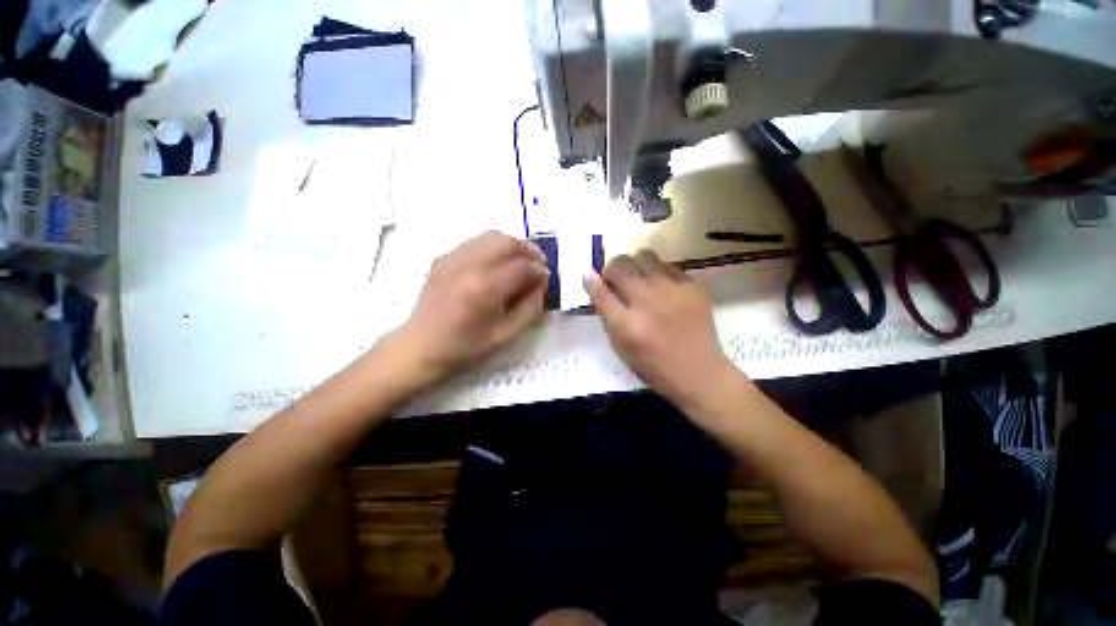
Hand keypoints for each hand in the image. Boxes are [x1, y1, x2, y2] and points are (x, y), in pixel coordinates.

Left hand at [396, 231, 549, 379]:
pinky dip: (494, 246)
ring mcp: (452, 258)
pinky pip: (476, 241)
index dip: (539, 270)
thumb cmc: (463, 347)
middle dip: (529, 250)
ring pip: (491, 235)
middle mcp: (467, 266)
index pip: (521, 267)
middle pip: (507, 242)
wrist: (419, 347)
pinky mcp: (443, 257)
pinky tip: (498, 261)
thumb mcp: (505, 336)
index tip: (546, 277)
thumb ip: (530, 308)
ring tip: (522, 259)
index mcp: (483, 289)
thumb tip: (541, 284)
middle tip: (539, 262)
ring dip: (513, 244)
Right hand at [583, 250, 734, 405]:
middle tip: (614, 278)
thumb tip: (596, 286)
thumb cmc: (653, 366)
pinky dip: (657, 272)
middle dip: (612, 268)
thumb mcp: (620, 347)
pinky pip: (668, 265)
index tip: (588, 274)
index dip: (591, 281)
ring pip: (645, 256)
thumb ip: (607, 316)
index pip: (601, 293)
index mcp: (627, 325)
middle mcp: (648, 303)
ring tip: (638, 277)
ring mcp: (673, 292)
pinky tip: (660, 286)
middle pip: (621, 266)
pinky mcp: (692, 287)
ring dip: (634, 264)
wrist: (699, 372)